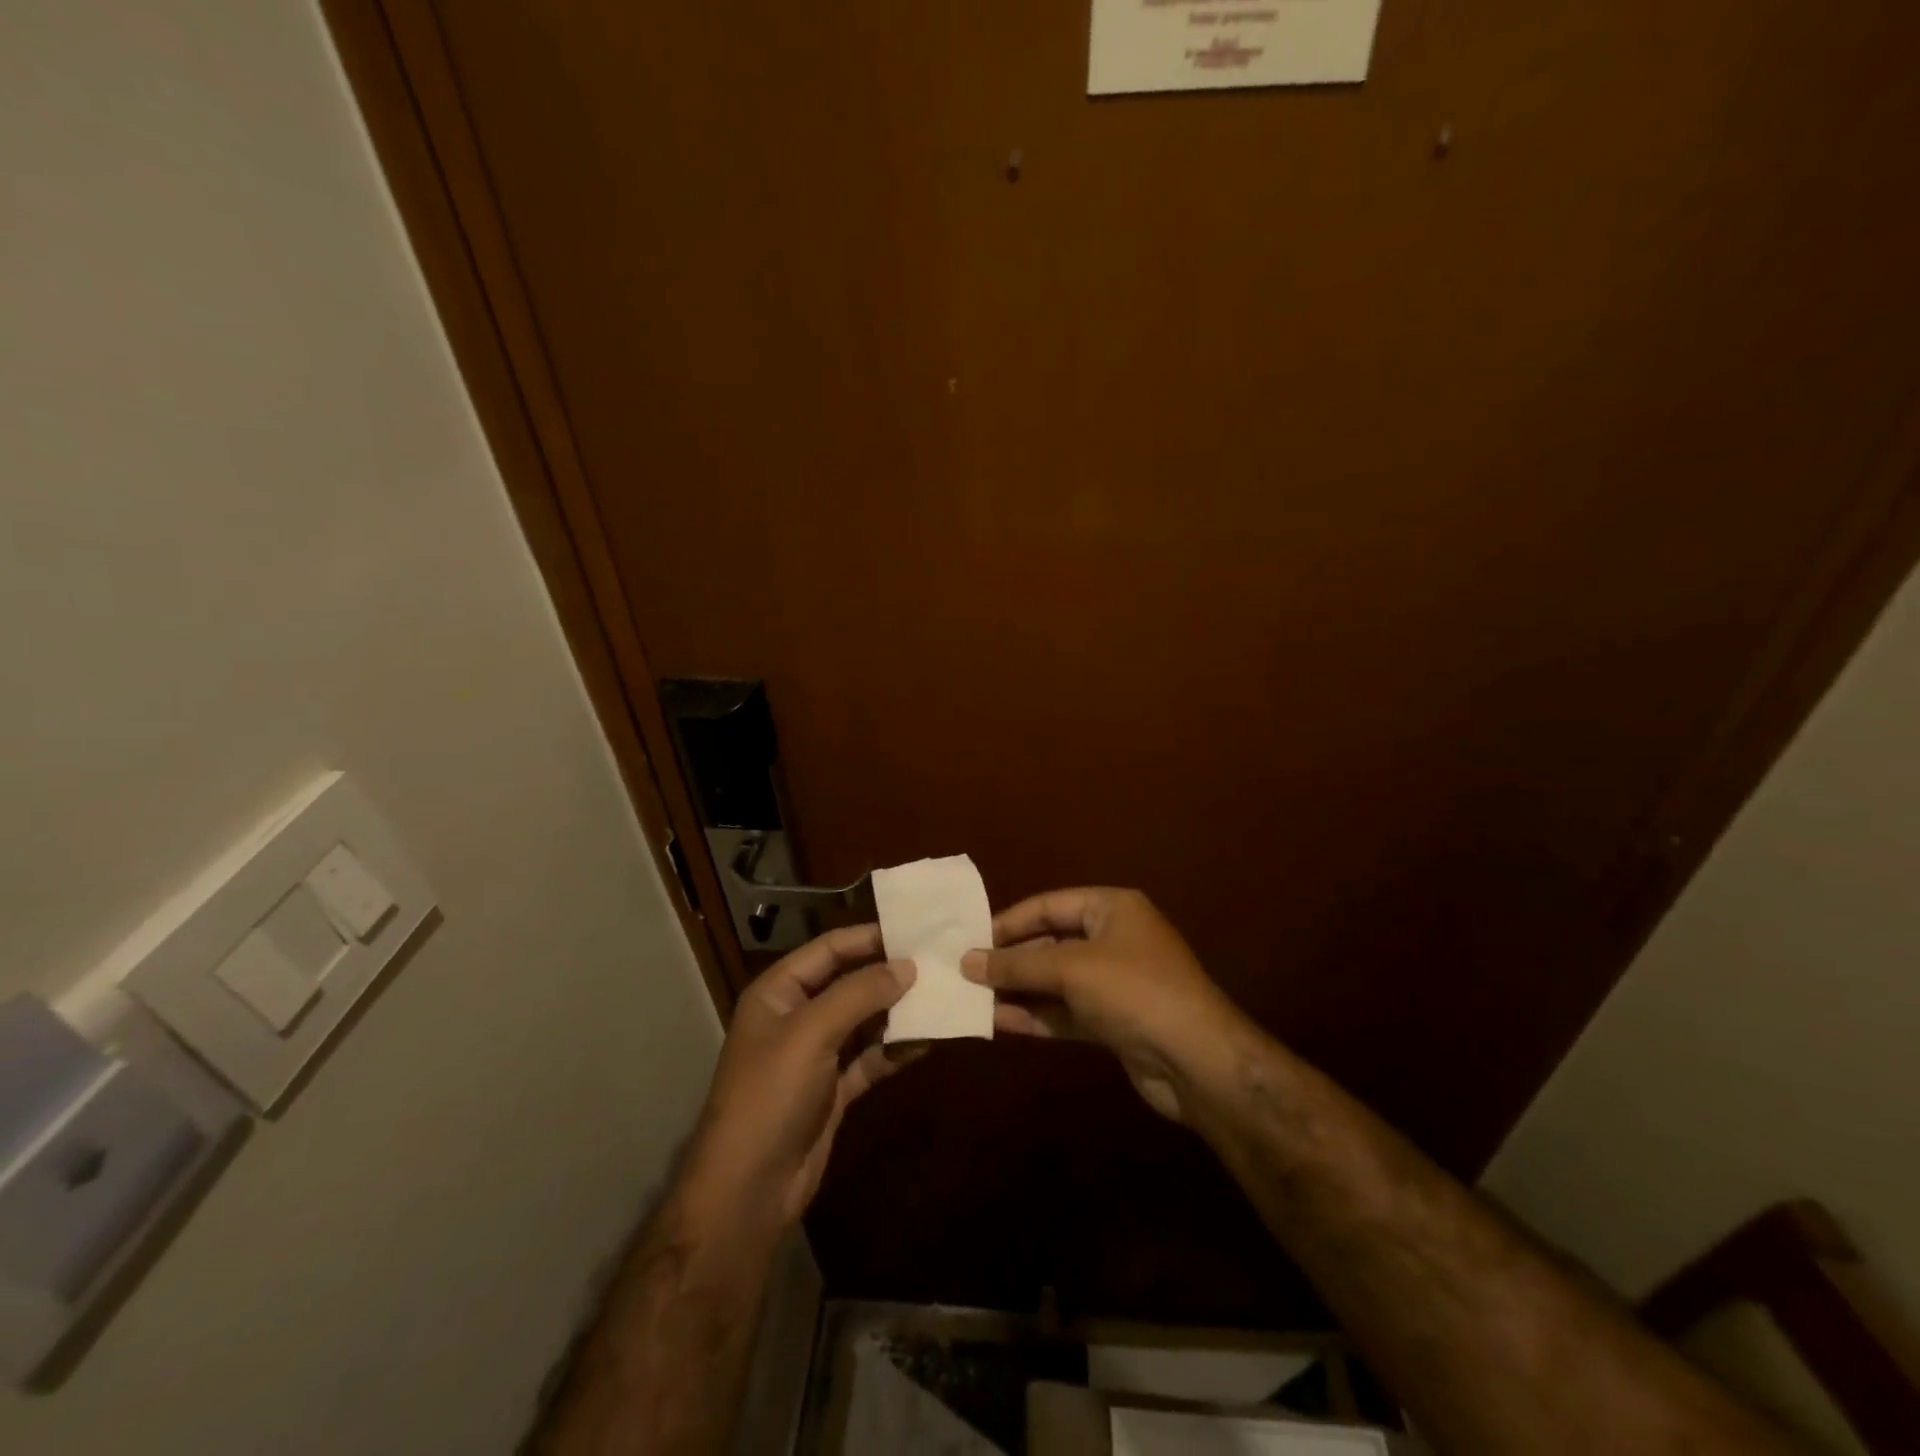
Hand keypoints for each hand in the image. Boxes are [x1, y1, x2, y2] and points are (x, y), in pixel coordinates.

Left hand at [681, 924, 918, 1232]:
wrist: (749, 1190)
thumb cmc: (770, 1095)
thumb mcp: (811, 1033)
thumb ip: (860, 993)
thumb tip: (908, 965)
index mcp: (779, 991)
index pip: (829, 949)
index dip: (869, 937)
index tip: (915, 930)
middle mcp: (797, 1015)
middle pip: (850, 982)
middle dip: (890, 975)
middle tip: (939, 963)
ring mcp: (816, 1054)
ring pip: (865, 1020)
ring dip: (898, 1012)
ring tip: (942, 997)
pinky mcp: (834, 1088)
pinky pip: (871, 1057)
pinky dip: (896, 1049)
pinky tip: (929, 1040)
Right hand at [961, 887, 1245, 1123]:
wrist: (1196, 1060)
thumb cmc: (1133, 990)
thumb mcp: (1070, 968)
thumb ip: (1016, 964)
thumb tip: (966, 961)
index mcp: (1111, 908)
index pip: (1048, 905)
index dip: (1009, 921)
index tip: (970, 939)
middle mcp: (1113, 939)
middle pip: (1050, 942)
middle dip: (1011, 959)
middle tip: (965, 972)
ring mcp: (1115, 982)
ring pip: (1056, 981)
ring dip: (1018, 990)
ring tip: (972, 998)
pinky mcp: (1113, 1021)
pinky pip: (1066, 1011)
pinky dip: (1036, 1015)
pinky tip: (999, 1022)